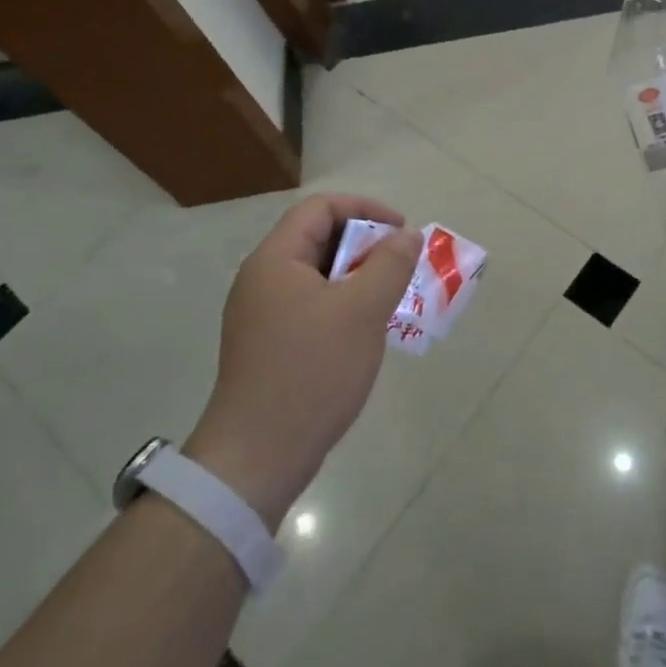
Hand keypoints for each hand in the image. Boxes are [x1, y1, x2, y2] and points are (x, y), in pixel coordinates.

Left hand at [185, 194, 421, 528]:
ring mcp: (262, 315)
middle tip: (401, 269)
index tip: (401, 233)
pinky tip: (366, 332)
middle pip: (318, 239)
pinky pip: (311, 306)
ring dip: (358, 278)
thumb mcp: (362, 311)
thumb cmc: (312, 372)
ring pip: (318, 276)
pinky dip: (343, 306)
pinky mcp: (269, 346)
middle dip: (366, 246)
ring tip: (391, 300)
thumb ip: (390, 264)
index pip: (320, 208)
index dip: (365, 210)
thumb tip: (407, 235)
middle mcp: (262, 280)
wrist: (258, 458)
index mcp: (275, 260)